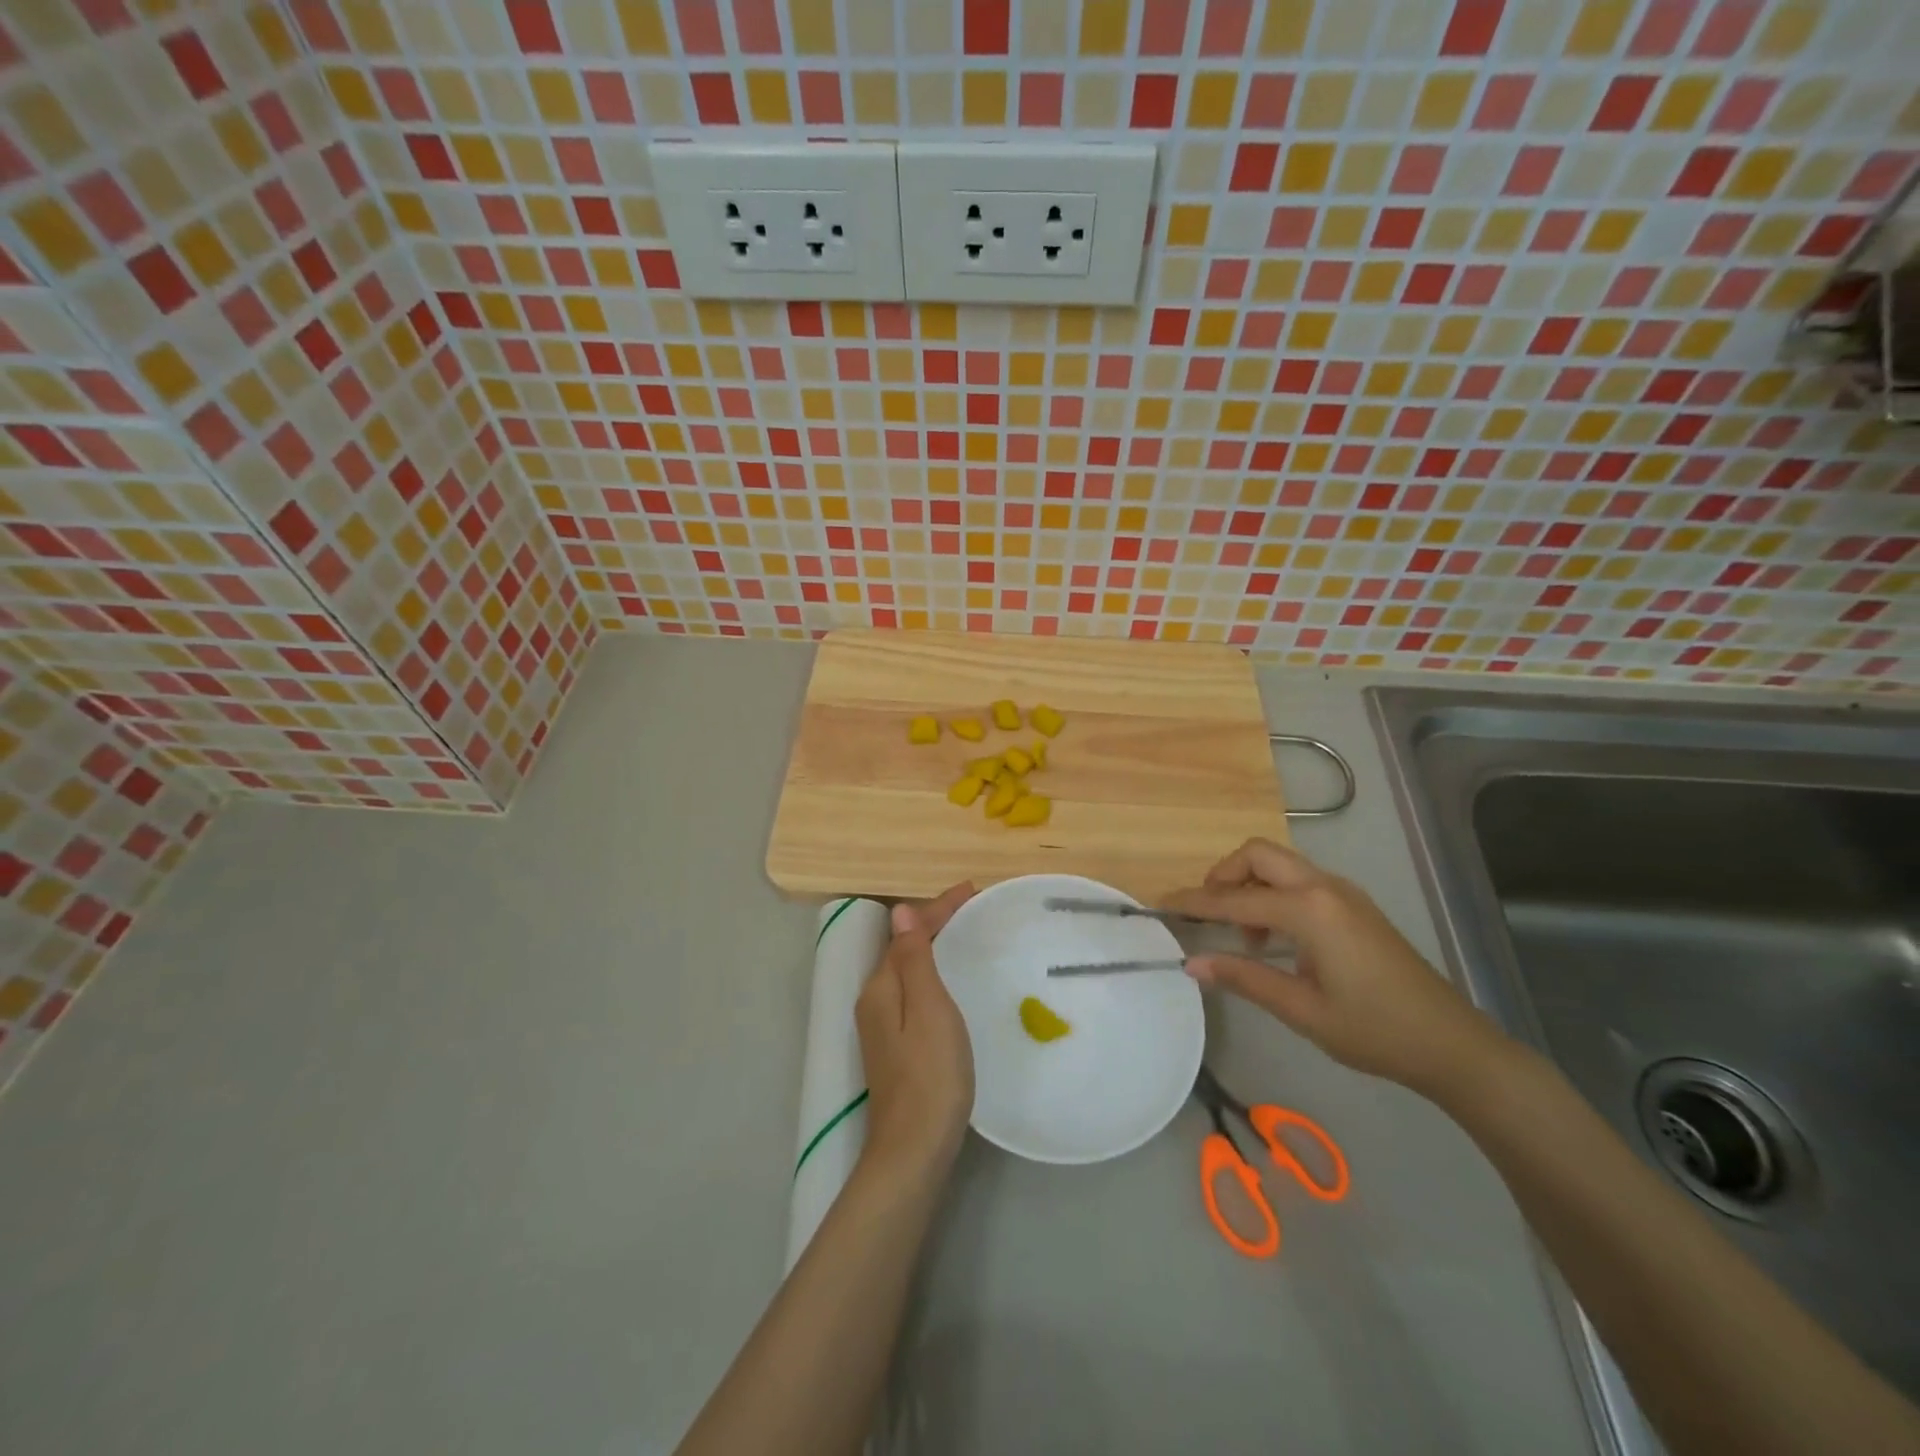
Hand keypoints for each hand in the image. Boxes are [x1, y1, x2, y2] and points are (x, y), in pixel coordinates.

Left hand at [854, 883, 975, 1180]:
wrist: (914, 1150)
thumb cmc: (930, 1074)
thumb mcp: (928, 1008)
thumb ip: (914, 959)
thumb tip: (899, 911)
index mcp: (881, 987)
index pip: (907, 933)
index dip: (937, 908)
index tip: (971, 890)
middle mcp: (875, 1001)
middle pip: (904, 949)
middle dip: (934, 924)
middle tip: (972, 909)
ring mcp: (883, 1027)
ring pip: (909, 971)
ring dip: (934, 947)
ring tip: (965, 936)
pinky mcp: (896, 1047)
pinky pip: (914, 993)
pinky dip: (933, 974)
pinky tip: (951, 983)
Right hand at [1164, 840, 1502, 1094]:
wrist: (1452, 1044)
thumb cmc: (1375, 1031)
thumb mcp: (1302, 1010)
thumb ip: (1244, 978)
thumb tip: (1191, 963)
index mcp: (1310, 911)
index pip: (1235, 899)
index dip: (1194, 903)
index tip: (1160, 905)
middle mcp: (1324, 887)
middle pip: (1258, 854)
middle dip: (1223, 875)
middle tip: (1207, 913)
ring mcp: (1343, 892)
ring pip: (1279, 863)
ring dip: (1249, 884)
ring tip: (1242, 935)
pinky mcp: (1353, 904)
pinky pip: (1299, 880)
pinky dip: (1273, 893)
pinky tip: (1274, 938)